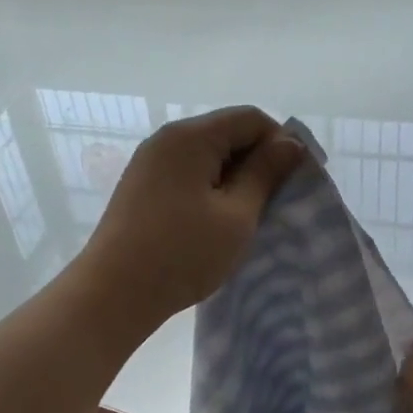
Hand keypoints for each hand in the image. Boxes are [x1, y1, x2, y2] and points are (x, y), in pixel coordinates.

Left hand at [79, 107, 304, 332]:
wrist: (114, 293)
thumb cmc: (183, 253)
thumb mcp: (237, 215)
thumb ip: (265, 174)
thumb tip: (290, 143)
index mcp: (191, 137)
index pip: (250, 119)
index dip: (280, 143)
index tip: (298, 179)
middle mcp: (166, 139)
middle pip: (226, 133)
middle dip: (257, 161)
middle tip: (276, 202)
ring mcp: (149, 163)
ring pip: (206, 156)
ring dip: (233, 179)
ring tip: (248, 216)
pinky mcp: (140, 187)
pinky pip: (186, 174)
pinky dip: (209, 189)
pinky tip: (216, 222)